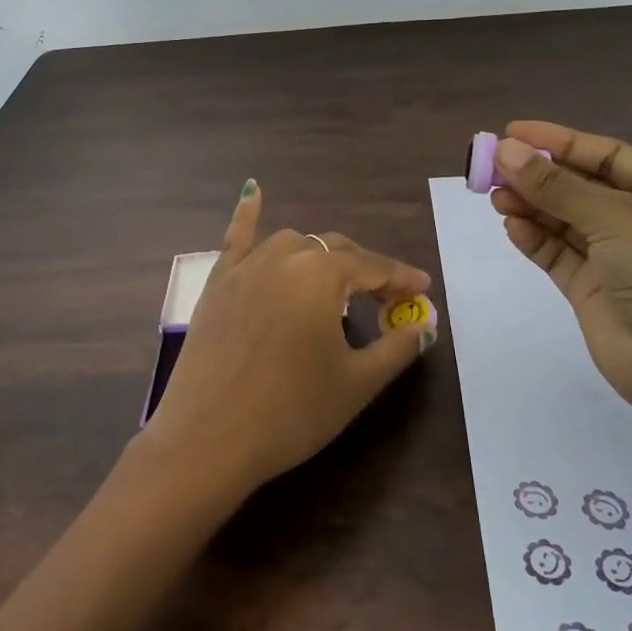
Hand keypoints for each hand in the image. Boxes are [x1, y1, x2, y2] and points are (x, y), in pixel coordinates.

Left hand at [142, 181, 435, 499]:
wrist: (207, 440)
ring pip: (292, 244)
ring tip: (336, 284)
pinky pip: (236, 239)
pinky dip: (247, 214)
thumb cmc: (291, 412)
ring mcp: (244, 267)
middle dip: (365, 270)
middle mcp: (283, 256)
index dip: (401, 279)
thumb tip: (423, 325)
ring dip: (320, 257)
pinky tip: (253, 191)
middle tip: (387, 301)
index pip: (373, 267)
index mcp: (321, 274)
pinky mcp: (216, 284)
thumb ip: (397, 347)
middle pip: (334, 251)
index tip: (423, 290)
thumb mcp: (356, 383)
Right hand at [488, 122, 631, 439]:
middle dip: (538, 175)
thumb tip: (506, 152)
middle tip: (492, 165)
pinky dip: (533, 238)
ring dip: (530, 205)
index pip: (606, 156)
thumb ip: (556, 186)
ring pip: (563, 220)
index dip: (560, 141)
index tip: (514, 132)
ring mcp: (614, 258)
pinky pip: (555, 254)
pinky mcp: (590, 289)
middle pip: (580, 186)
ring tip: (495, 194)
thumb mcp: (615, 218)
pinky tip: (511, 225)